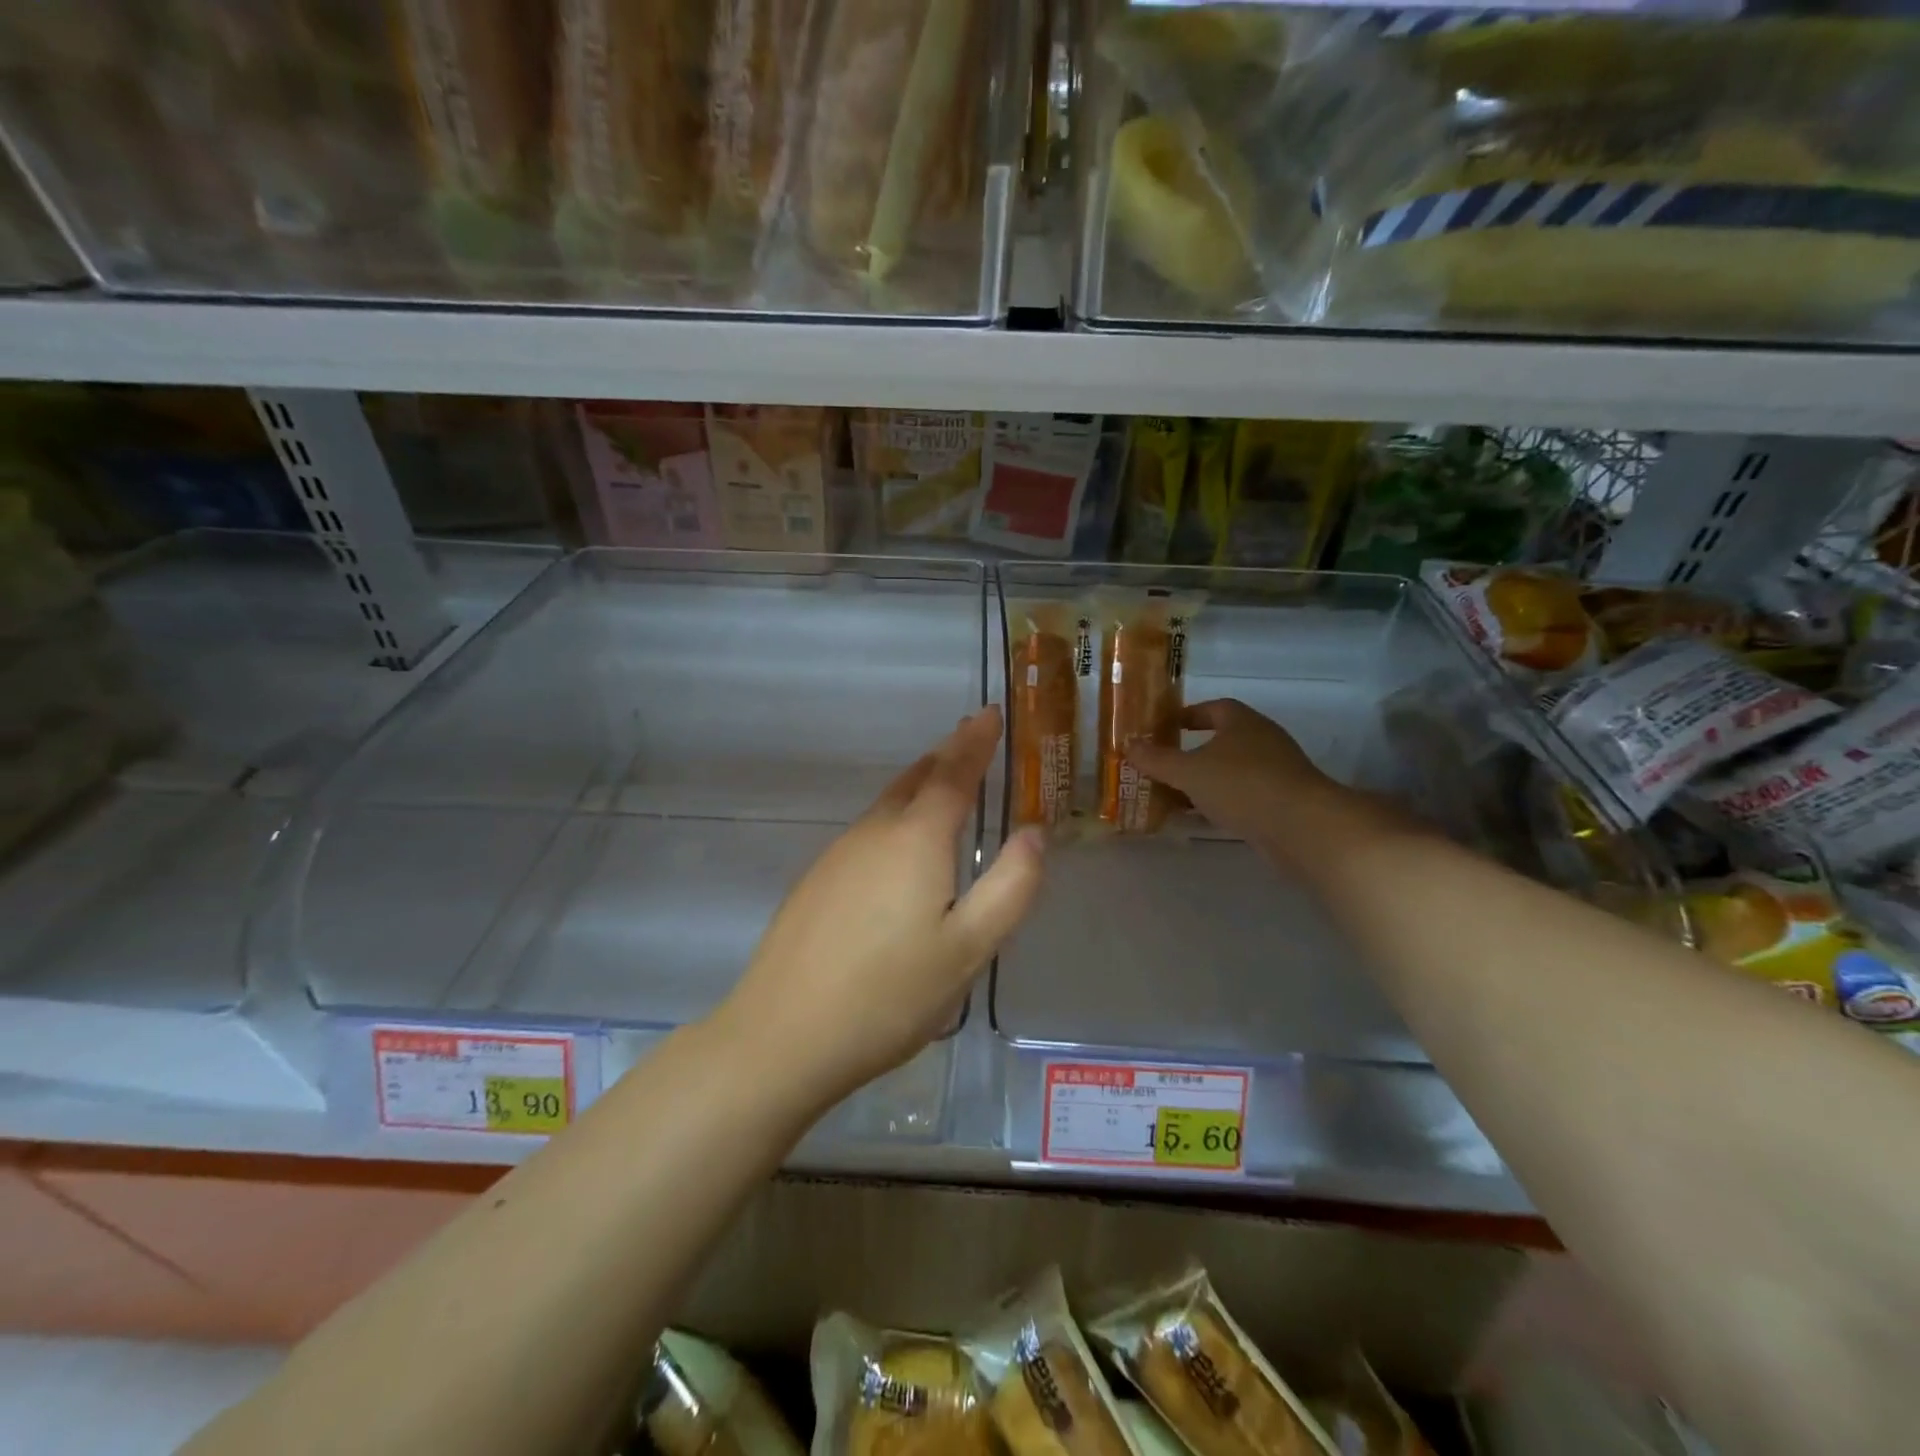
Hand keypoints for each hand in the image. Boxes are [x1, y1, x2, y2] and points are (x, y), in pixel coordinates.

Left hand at [716, 707, 1045, 1106]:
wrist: (782, 1036)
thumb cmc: (888, 995)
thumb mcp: (968, 950)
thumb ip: (1010, 887)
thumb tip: (1033, 833)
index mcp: (916, 839)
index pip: (954, 773)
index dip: (976, 741)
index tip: (990, 713)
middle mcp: (874, 832)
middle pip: (916, 780)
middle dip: (947, 755)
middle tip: (971, 737)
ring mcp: (838, 855)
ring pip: (888, 804)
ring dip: (920, 784)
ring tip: (944, 781)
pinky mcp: (816, 881)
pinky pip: (868, 831)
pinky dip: (896, 817)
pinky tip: (900, 846)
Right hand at [1125, 699, 1400, 871]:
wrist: (1302, 827)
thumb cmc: (1241, 785)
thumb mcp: (1189, 771)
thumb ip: (1157, 759)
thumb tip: (1128, 745)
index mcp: (1241, 722)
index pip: (1213, 708)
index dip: (1187, 715)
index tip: (1164, 727)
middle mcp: (1261, 740)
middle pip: (1221, 740)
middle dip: (1191, 752)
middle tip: (1161, 765)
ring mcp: (1275, 772)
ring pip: (1230, 771)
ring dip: (1204, 781)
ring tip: (1172, 795)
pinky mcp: (1281, 801)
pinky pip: (1242, 796)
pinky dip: (1219, 803)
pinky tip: (1199, 818)